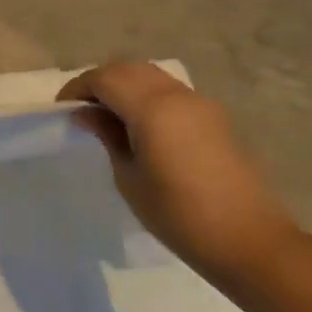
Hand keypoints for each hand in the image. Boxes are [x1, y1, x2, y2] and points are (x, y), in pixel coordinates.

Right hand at [58, 62, 300, 283]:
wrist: (249, 242)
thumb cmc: (177, 214)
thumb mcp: (128, 176)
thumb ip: (107, 135)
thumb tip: (86, 114)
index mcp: (154, 109)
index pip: (105, 78)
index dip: (77, 88)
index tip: (62, 110)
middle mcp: (179, 97)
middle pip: (129, 69)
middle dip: (99, 82)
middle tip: (81, 108)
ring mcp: (202, 106)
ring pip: (151, 76)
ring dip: (124, 86)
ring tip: (107, 115)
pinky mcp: (216, 119)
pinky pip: (171, 92)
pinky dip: (146, 96)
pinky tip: (138, 125)